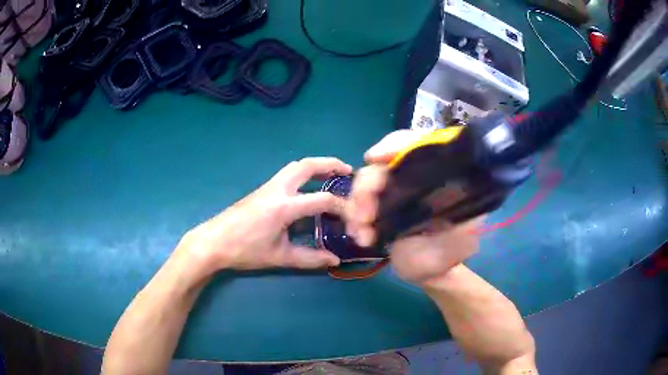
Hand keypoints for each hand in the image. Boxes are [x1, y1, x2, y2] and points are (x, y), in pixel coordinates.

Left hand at [180, 157, 351, 275]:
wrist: (213, 242)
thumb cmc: (245, 250)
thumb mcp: (280, 257)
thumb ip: (310, 258)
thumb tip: (334, 259)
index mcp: (284, 206)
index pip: (322, 199)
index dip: (342, 206)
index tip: (355, 214)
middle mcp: (277, 189)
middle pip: (307, 165)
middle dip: (330, 164)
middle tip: (348, 170)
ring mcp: (268, 186)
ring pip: (295, 166)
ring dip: (316, 165)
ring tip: (331, 174)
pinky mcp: (262, 190)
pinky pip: (287, 173)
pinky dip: (304, 173)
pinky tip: (308, 186)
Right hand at [345, 130, 481, 284]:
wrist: (430, 271)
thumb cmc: (450, 254)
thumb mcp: (462, 241)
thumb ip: (462, 227)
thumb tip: (456, 210)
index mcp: (439, 176)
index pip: (419, 144)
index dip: (396, 144)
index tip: (375, 157)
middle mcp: (415, 178)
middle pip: (384, 165)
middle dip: (368, 186)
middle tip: (364, 216)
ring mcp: (394, 192)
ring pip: (366, 182)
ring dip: (357, 205)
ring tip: (362, 234)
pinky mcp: (379, 208)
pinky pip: (359, 203)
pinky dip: (354, 218)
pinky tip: (360, 236)